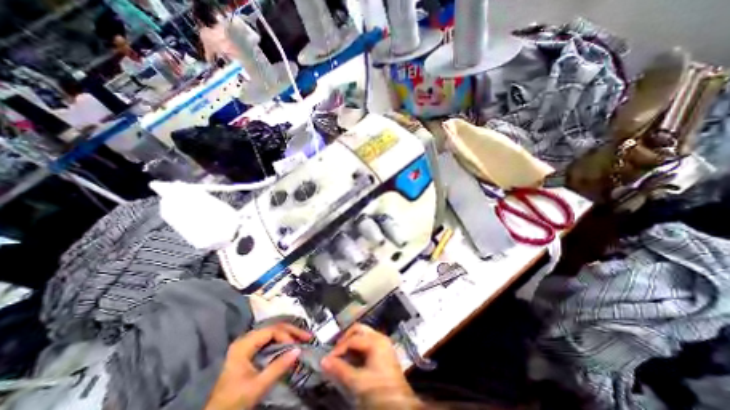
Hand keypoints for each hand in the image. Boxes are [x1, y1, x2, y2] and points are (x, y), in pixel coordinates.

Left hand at [203, 324, 311, 408]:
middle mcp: (246, 339)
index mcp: (244, 344)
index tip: (298, 346)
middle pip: (274, 328)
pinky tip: (292, 344)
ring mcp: (248, 344)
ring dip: (289, 335)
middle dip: (292, 332)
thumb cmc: (234, 401)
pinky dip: (283, 341)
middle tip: (308, 336)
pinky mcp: (250, 350)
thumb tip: (299, 350)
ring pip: (274, 332)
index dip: (287, 335)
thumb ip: (278, 367)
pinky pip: (270, 339)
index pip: (271, 331)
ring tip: (303, 338)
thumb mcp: (257, 386)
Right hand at [322, 325, 418, 407]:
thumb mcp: (358, 382)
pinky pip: (368, 344)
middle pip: (358, 330)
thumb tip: (324, 361)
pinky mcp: (384, 353)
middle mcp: (380, 338)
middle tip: (335, 353)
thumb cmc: (379, 392)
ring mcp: (384, 345)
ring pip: (363, 336)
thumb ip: (340, 370)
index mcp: (375, 341)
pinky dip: (358, 349)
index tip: (328, 360)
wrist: (400, 407)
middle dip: (345, 340)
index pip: (352, 339)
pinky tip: (352, 361)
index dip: (338, 349)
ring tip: (342, 358)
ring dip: (351, 344)